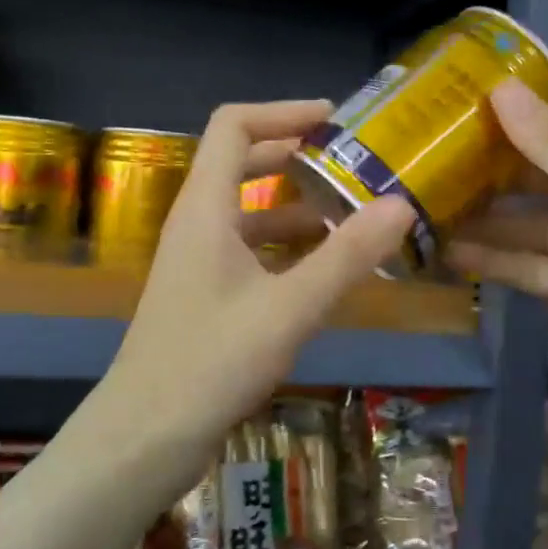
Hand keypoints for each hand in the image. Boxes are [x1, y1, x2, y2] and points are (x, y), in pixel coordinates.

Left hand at [106, 99, 413, 448]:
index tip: (333, 119)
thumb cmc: (212, 361)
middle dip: (297, 157)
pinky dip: (288, 246)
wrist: (146, 436)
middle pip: (242, 163)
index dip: (282, 112)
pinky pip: (251, 249)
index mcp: (205, 208)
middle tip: (352, 164)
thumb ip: (346, 256)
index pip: (234, 126)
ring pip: (250, 211)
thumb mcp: (289, 307)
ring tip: (354, 215)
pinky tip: (326, 268)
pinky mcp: (205, 294)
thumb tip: (401, 205)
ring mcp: (199, 261)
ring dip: (297, 206)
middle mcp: (197, 223)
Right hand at [448, 81, 547, 419]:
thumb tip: (502, 89)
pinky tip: (453, 256)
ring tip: (432, 206)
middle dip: (503, 161)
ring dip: (492, 218)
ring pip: (538, 223)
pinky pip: (539, 269)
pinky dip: (501, 263)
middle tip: (439, 153)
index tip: (482, 95)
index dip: (540, 100)